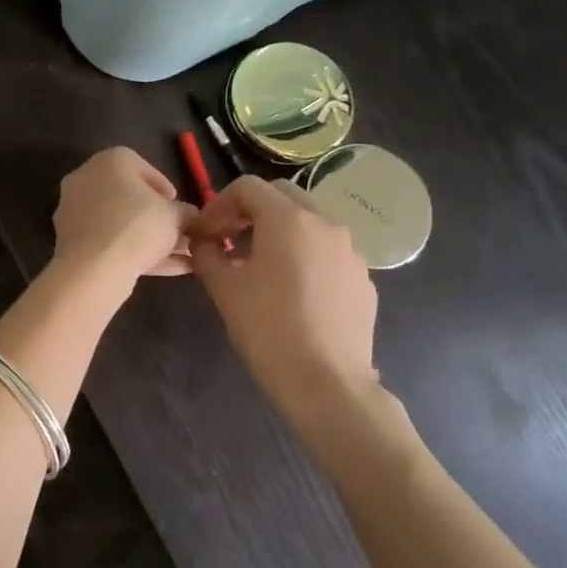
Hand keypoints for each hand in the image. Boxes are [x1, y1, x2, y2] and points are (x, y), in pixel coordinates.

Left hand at [51, 148, 194, 287]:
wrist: (93, 268)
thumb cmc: (137, 226)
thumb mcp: (174, 216)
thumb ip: (184, 213)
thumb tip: (189, 216)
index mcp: (108, 161)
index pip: (139, 165)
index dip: (162, 186)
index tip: (177, 205)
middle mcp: (85, 179)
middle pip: (126, 197)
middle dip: (155, 217)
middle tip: (177, 233)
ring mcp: (73, 212)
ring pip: (118, 223)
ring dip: (146, 239)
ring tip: (179, 257)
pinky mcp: (70, 241)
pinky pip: (107, 242)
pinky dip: (131, 252)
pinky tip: (162, 270)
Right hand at [188, 176, 381, 422]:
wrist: (326, 381)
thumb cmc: (266, 327)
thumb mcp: (223, 287)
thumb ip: (206, 253)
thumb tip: (203, 241)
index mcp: (287, 219)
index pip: (248, 187)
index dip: (219, 204)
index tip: (205, 233)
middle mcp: (325, 224)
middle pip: (282, 195)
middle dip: (250, 210)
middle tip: (228, 238)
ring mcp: (351, 251)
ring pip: (309, 222)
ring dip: (279, 231)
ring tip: (258, 264)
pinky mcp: (362, 279)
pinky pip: (327, 252)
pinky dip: (303, 255)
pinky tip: (290, 291)